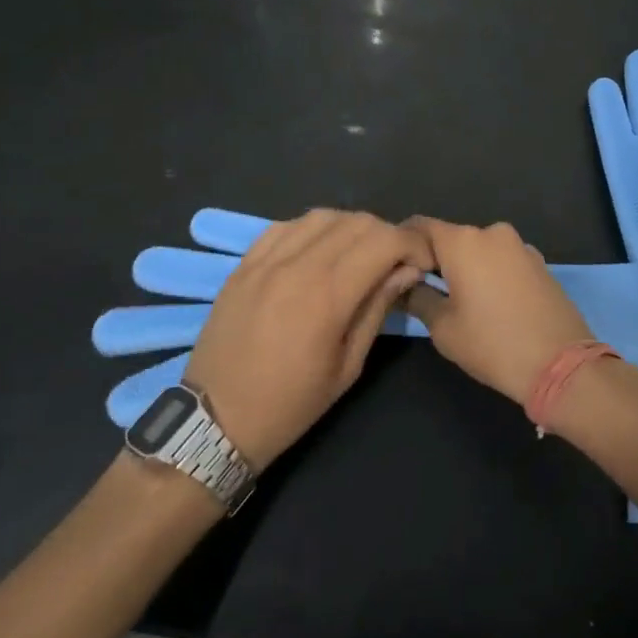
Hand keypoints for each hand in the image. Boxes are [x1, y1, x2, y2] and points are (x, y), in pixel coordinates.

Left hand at [184, 209, 431, 467]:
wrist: (215, 421)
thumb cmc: (290, 404)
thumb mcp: (348, 366)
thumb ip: (377, 309)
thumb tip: (407, 271)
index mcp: (328, 294)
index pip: (385, 240)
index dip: (412, 244)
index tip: (421, 263)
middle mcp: (298, 265)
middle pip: (358, 222)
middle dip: (387, 236)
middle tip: (394, 263)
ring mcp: (267, 260)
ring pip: (323, 216)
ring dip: (351, 228)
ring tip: (356, 255)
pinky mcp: (244, 263)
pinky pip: (287, 225)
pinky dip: (312, 230)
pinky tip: (317, 252)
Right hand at [403, 217, 593, 404]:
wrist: (561, 364)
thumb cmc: (493, 344)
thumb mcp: (443, 327)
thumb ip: (417, 296)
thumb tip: (402, 283)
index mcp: (463, 241)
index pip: (419, 227)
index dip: (402, 244)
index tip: (391, 267)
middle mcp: (492, 232)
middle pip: (451, 238)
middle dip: (433, 259)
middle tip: (418, 289)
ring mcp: (520, 246)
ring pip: (478, 249)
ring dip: (463, 267)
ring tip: (454, 299)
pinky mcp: (538, 262)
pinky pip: (501, 260)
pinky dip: (488, 273)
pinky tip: (487, 302)